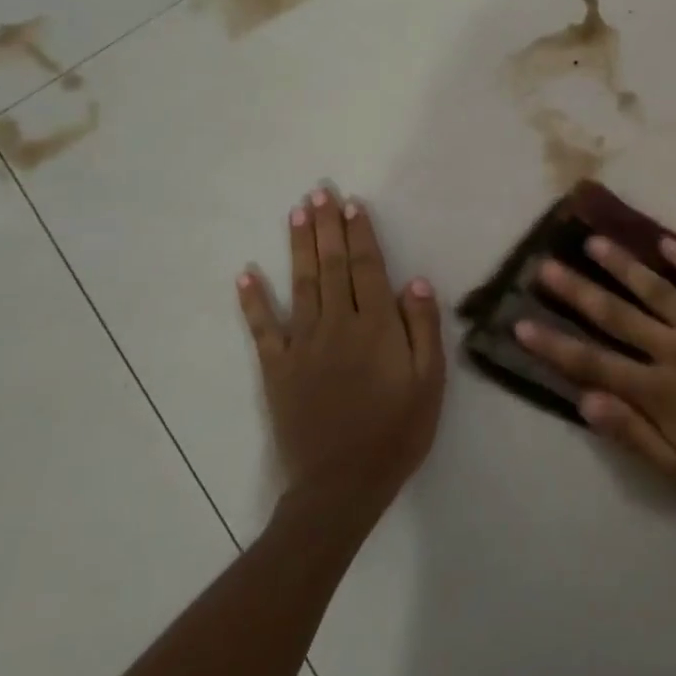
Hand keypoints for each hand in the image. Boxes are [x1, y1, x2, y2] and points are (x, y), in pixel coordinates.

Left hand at [238, 189, 444, 511]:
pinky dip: (253, 301)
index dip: (360, 233)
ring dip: (297, 247)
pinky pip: (262, 329)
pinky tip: (246, 274)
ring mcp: (302, 345)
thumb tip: (416, 281)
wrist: (343, 483)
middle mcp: (336, 325)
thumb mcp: (429, 382)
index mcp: (376, 326)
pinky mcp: (277, 369)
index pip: (367, 268)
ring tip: (295, 213)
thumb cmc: (397, 431)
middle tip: (318, 192)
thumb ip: (423, 329)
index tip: (352, 203)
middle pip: (331, 266)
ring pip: (300, 285)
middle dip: (326, 227)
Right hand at [515, 235, 675, 512]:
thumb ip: (631, 433)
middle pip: (617, 316)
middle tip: (546, 266)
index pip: (592, 363)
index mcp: (658, 392)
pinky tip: (667, 242)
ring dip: (624, 266)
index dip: (554, 344)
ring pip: (658, 290)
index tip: (522, 321)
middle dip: (577, 291)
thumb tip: (584, 400)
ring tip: (595, 242)